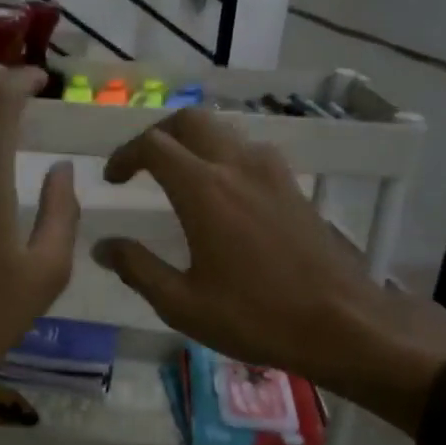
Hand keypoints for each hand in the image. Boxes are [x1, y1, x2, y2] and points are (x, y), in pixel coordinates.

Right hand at [92, 110, 445, 434]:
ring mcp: (271, 172)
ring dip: (192, 141)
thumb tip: (103, 246)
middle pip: (190, 120)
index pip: (153, 145)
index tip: (112, 180)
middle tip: (141, 164)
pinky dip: (222, 155)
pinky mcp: (292, 186)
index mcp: (203, 190)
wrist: (342, 324)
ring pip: (223, 130)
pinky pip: (248, 150)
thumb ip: (137, 268)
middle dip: (158, 134)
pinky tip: (220, 193)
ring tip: (177, 175)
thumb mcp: (182, 303)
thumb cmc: (254, 317)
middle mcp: (236, 166)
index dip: (124, 155)